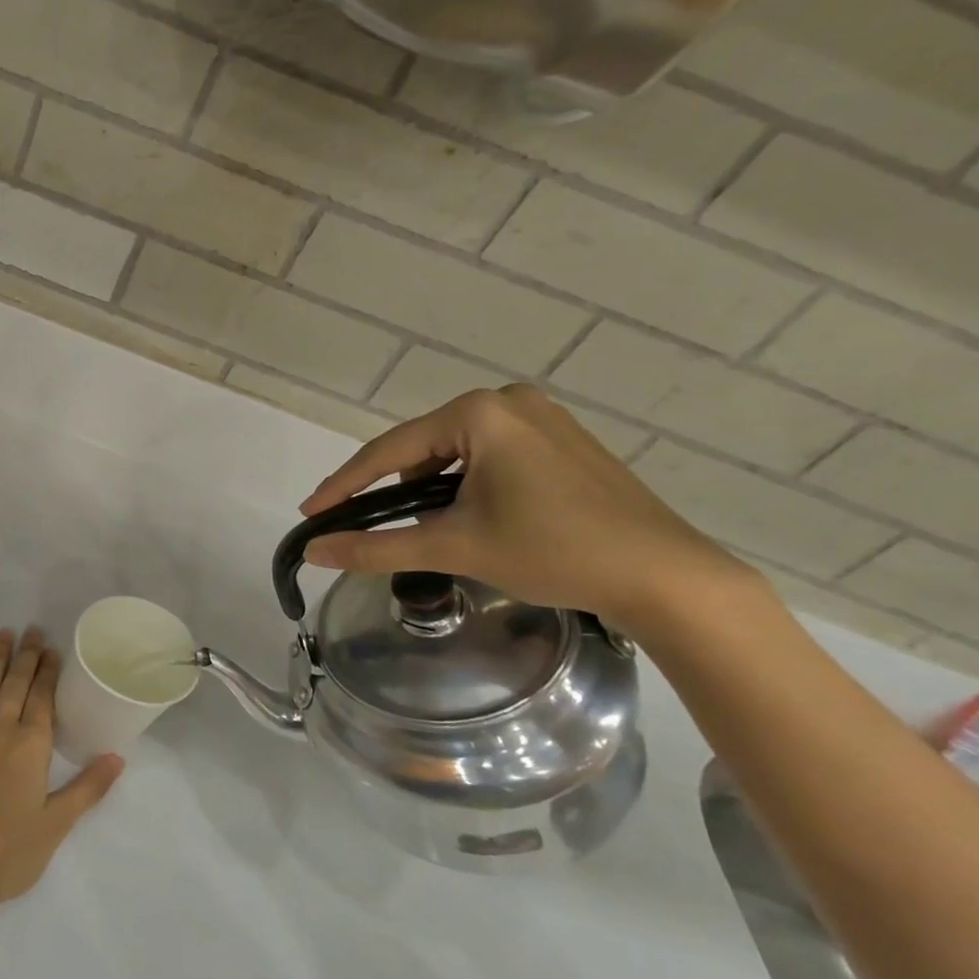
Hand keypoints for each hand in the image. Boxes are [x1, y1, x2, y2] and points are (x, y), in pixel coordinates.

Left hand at [0, 627, 122, 918]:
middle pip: (15, 684)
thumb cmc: (8, 853)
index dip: (48, 671)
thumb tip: (118, 757)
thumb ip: (88, 788)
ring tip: (4, 634)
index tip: (52, 649)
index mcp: (30, 746)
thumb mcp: (56, 825)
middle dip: (26, 656)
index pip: (42, 698)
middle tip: (32, 630)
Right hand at [299, 386, 749, 626]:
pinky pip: (490, 453)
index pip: (388, 451)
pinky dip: (469, 483)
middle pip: (422, 448)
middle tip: (380, 528)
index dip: (344, 485)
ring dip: (434, 488)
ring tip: (440, 530)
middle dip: (396, 489)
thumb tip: (315, 551)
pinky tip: (479, 516)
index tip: (310, 512)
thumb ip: (376, 547)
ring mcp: (541, 416)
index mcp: (478, 413)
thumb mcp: (455, 548)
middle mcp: (507, 401)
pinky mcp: (562, 439)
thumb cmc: (555, 552)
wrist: (668, 578)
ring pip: (455, 451)